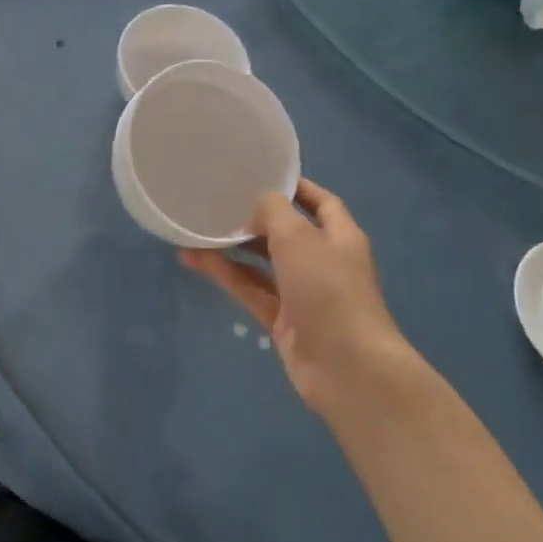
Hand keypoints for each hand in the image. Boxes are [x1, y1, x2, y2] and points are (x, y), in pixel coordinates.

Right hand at [180, 178, 407, 414]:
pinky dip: (226, 275)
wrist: (347, 367)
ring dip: (232, 248)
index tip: (261, 174)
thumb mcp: (299, 238)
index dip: (296, 188)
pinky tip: (196, 260)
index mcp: (340, 237)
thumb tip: (257, 208)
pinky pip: (250, 290)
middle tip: (219, 202)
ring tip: (196, 230)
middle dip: (255, 219)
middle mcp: (323, 262)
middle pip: (286, 233)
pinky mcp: (283, 320)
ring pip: (262, 263)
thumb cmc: (329, 290)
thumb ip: (274, 212)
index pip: (321, 202)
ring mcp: (303, 293)